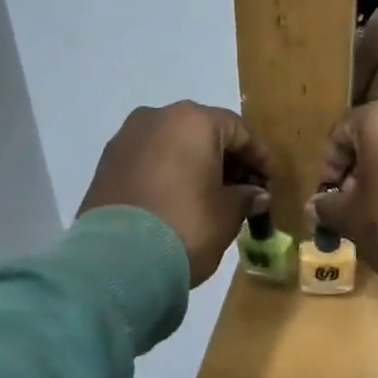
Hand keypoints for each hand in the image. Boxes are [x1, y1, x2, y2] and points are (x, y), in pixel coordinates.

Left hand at [78, 102, 273, 286]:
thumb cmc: (186, 226)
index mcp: (193, 120)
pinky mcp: (106, 164)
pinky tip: (179, 202)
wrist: (118, 260)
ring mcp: (126, 139)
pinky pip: (149, 162)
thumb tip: (256, 195)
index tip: (270, 182)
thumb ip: (246, 198)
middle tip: (244, 191)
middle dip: (226, 160)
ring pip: (173, 146)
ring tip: (211, 199)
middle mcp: (156, 117)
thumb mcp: (227, 214)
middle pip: (203, 133)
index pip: (239, 130)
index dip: (260, 157)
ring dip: (196, 167)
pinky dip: (168, 175)